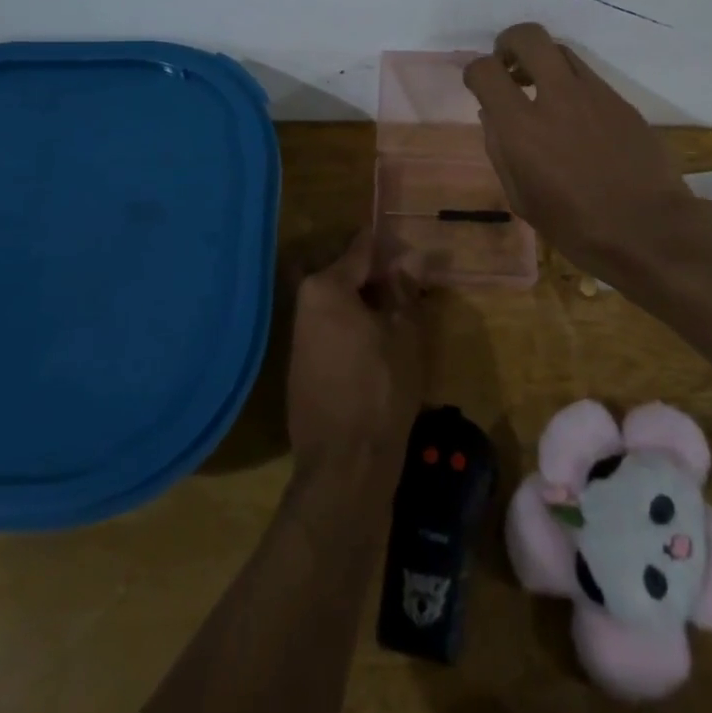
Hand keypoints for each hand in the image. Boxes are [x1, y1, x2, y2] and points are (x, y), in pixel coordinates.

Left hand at [287, 231, 426, 474]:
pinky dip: (354, 327)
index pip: (361, 249)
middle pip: (346, 274)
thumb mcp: (404, 333)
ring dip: (367, 303)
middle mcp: (304, 303)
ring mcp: (299, 336)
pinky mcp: (301, 365)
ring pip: (339, 304)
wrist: (344, 465)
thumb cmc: (381, 388)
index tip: (412, 249)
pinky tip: (379, 342)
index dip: (390, 247)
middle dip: (379, 276)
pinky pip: (331, 329)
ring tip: (401, 313)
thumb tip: (411, 257)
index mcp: (325, 287)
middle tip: (413, 285)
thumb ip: (405, 289)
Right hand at [465, 22, 697, 273]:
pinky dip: (571, 84)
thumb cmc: (577, 227)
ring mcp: (594, 94)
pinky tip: (574, 115)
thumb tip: (492, 115)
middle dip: (510, 42)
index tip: (479, 85)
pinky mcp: (621, 100)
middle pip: (529, 36)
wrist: (650, 231)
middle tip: (509, 67)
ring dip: (543, 61)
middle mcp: (557, 97)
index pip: (485, 70)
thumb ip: (501, 150)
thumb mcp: (522, 199)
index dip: (474, 71)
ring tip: (540, 88)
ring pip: (561, 50)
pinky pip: (587, 76)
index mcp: (523, 127)